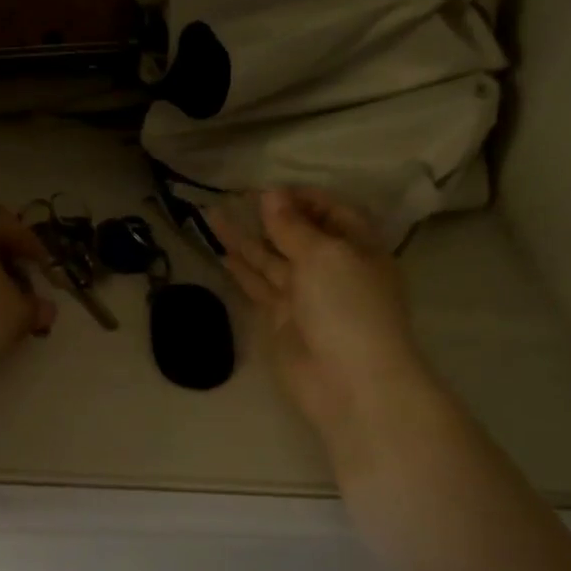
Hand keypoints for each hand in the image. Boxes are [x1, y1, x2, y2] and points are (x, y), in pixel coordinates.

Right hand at [209, 189, 436, 445]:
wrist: (348, 382)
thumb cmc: (348, 307)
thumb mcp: (324, 256)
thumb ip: (292, 226)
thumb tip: (270, 195)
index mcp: (357, 248)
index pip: (332, 212)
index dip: (303, 198)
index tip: (270, 189)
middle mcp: (332, 268)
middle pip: (298, 234)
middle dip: (269, 216)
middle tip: (234, 197)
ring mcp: (305, 295)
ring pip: (271, 259)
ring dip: (245, 239)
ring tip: (213, 215)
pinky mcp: (281, 319)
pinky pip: (259, 286)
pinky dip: (242, 270)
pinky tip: (222, 253)